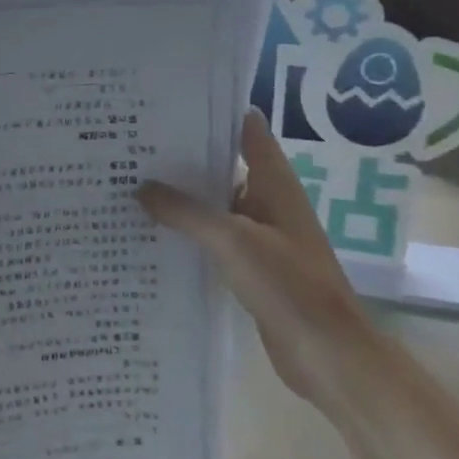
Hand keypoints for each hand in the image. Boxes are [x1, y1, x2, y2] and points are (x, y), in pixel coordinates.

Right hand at [137, 110, 378, 410]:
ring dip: (181, 196)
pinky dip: (187, 232)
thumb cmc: (288, 285)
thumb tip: (140, 187)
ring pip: (214, 204)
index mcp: (273, 182)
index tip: (169, 103)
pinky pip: (213, 239)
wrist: (327, 354)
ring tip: (130, 182)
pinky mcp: (250, 267)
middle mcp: (267, 201)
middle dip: (182, 156)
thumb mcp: (231, 240)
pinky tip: (151, 232)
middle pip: (222, 165)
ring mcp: (260, 235)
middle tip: (132, 143)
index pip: (244, 129)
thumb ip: (185, 212)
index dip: (213, 111)